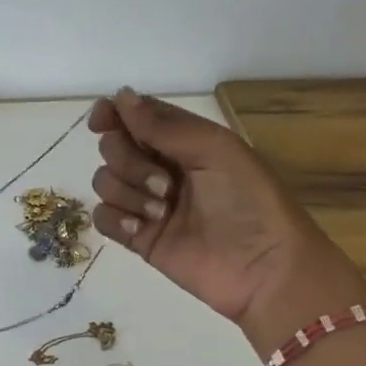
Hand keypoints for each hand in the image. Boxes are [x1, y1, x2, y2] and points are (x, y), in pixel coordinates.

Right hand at [89, 88, 365, 354]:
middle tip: (166, 185)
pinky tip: (140, 231)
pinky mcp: (137, 236)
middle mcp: (159, 166)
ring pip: (104, 181)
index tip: (102, 122)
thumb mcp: (214, 150)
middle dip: (129, 162)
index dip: (112, 114)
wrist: (263, 269)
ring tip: (162, 213)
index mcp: (182, 141)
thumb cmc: (249, 201)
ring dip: (128, 193)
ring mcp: (146, 202)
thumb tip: (120, 95)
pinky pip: (103, 217)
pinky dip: (116, 220)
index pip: (134, 116)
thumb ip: (164, 125)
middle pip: (112, 147)